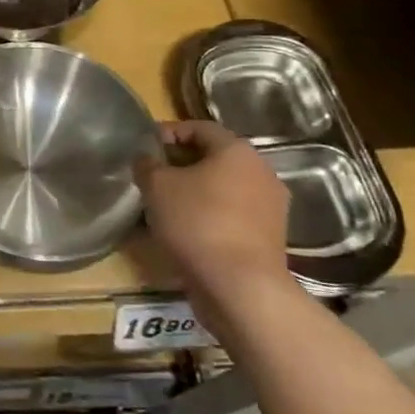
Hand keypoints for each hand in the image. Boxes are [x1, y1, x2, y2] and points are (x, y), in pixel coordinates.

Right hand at [134, 120, 293, 334]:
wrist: (240, 286)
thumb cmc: (196, 222)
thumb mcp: (156, 186)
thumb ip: (147, 165)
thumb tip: (146, 158)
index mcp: (237, 151)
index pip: (199, 127)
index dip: (169, 132)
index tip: (145, 147)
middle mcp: (261, 172)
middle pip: (215, 157)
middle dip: (182, 163)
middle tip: (152, 175)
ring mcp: (270, 206)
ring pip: (225, 187)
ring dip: (196, 190)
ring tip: (166, 204)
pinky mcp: (269, 236)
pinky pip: (233, 213)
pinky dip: (210, 214)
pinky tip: (188, 229)